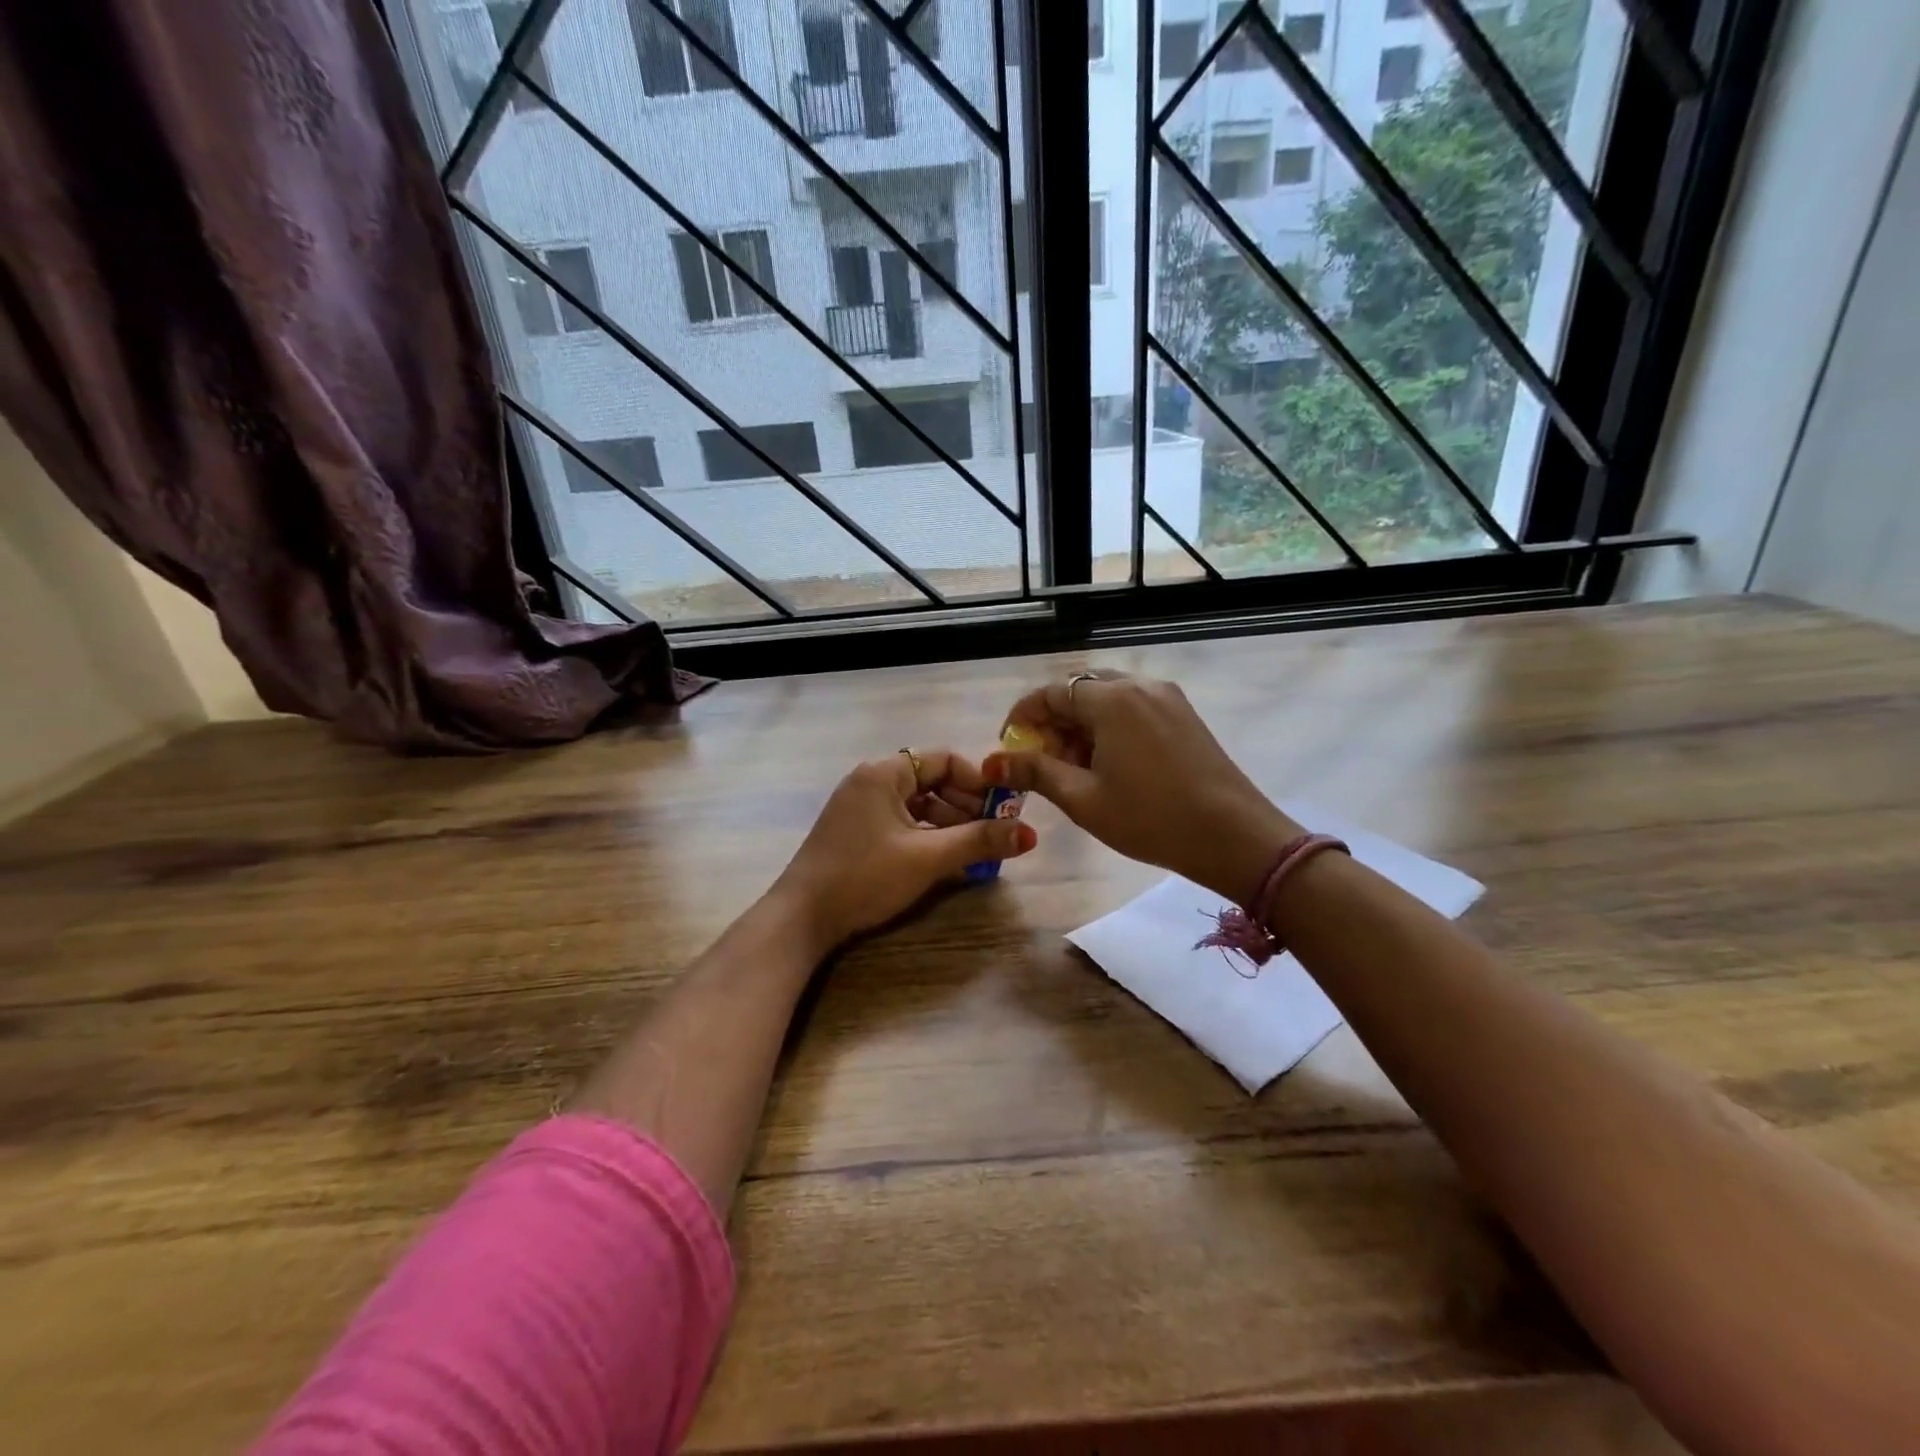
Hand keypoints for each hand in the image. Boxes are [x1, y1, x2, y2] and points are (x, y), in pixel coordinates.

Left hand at [773, 749, 1036, 953]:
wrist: (802, 918)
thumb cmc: (865, 876)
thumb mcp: (928, 858)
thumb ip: (979, 841)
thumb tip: (1030, 834)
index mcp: (884, 773)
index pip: (944, 760)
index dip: (979, 781)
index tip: (1004, 808)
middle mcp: (871, 781)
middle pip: (932, 781)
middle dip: (967, 806)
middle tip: (996, 834)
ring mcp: (860, 807)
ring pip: (918, 805)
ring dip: (950, 824)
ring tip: (977, 851)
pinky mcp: (856, 832)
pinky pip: (902, 822)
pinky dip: (927, 836)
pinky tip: (946, 859)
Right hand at [985, 672, 1298, 905]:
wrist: (1235, 836)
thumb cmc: (1151, 819)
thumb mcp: (1084, 799)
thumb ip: (1036, 772)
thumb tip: (994, 762)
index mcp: (1111, 699)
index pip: (1050, 693)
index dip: (1023, 717)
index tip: (1009, 747)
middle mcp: (1139, 685)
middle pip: (1079, 690)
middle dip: (1053, 722)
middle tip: (1041, 761)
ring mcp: (1167, 697)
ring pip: (1107, 698)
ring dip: (1081, 725)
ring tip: (1073, 768)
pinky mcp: (1184, 714)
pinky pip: (1133, 708)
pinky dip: (1110, 727)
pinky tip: (1108, 764)